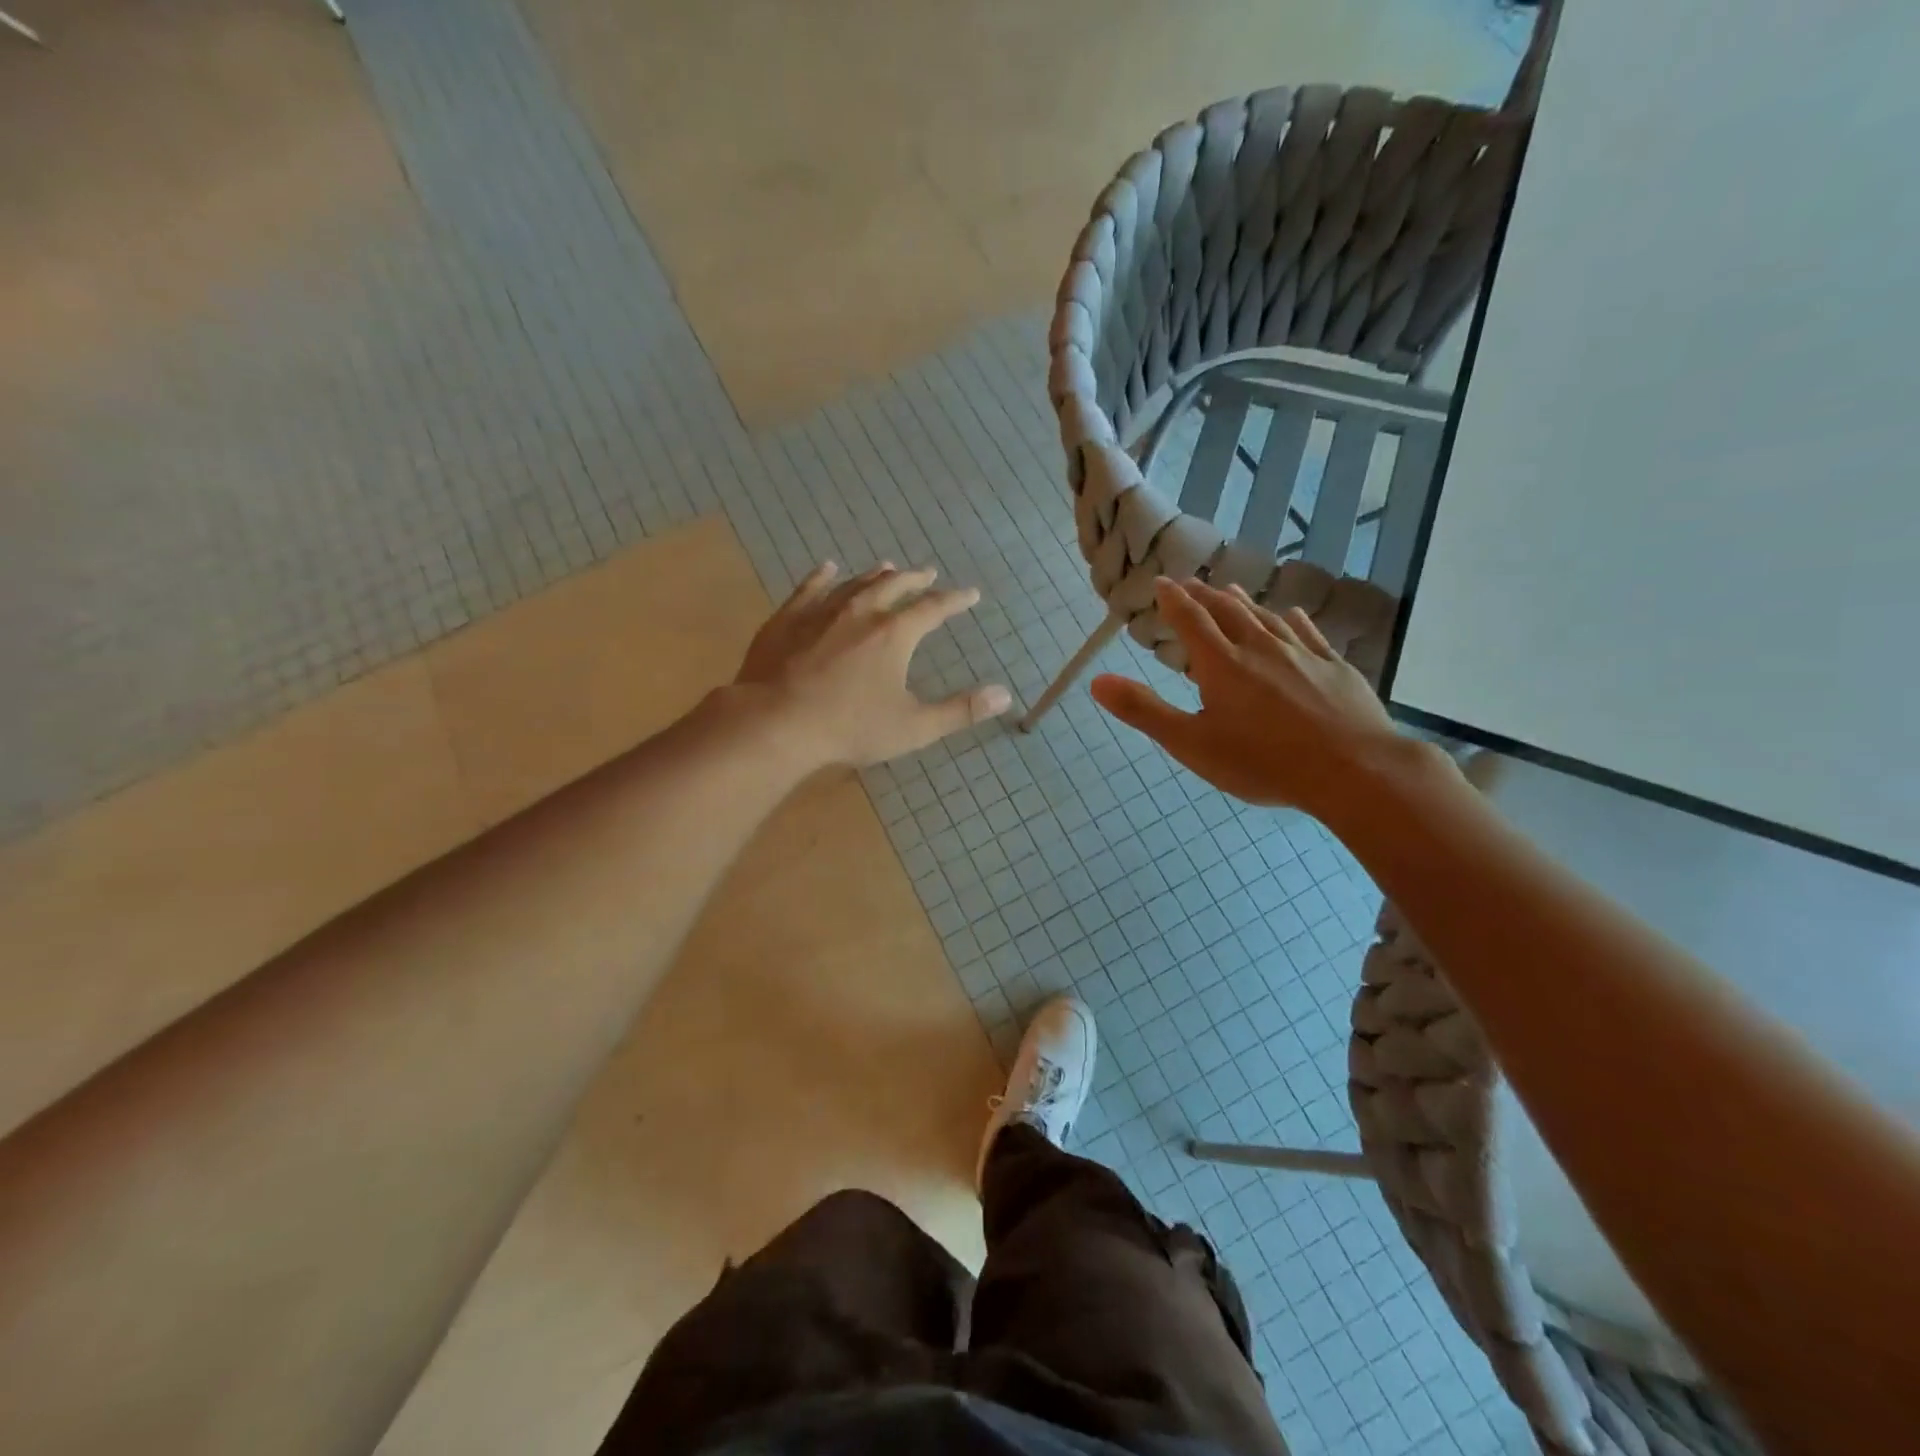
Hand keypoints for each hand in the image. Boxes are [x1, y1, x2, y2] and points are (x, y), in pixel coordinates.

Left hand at [733, 561, 1011, 768]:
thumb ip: (960, 711)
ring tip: (887, 567)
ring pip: (855, 583)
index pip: (933, 609)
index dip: (954, 600)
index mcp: (894, 634)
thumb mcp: (913, 727)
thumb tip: (1005, 695)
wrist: (776, 723)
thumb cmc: (849, 728)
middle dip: (915, 579)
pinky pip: (809, 588)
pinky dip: (822, 577)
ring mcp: (821, 611)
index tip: (970, 594)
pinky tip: (827, 568)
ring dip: (875, 574)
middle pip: (894, 586)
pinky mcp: (787, 619)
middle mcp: (861, 611)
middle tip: (928, 573)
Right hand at [1090, 577, 1401, 819]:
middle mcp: (1259, 648)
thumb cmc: (1262, 761)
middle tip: (1190, 584)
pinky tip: (1290, 615)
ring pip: (1265, 618)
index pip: (1190, 620)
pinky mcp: (1334, 667)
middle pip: (1227, 611)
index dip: (1173, 600)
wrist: (1352, 770)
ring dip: (1243, 602)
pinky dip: (1291, 620)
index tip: (1162, 583)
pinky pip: (1308, 633)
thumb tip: (1097, 681)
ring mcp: (1301, 654)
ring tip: (1230, 591)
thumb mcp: (1191, 743)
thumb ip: (1143, 711)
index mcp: (1221, 664)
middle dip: (1204, 595)